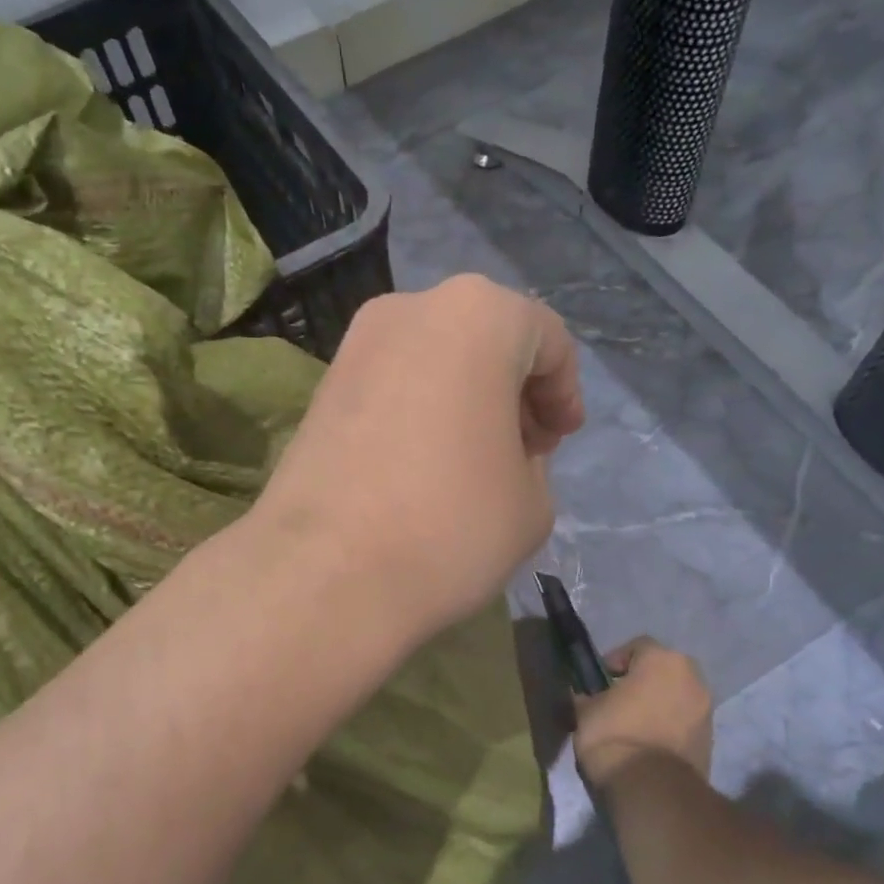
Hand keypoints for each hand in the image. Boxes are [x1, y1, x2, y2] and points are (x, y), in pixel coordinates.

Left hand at [255, 275, 583, 636]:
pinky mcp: (321, 388)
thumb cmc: (450, 527)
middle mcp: (410, 310)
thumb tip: (503, 451)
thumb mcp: (532, 502)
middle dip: (511, 390)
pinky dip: (417, 410)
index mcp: (477, 316)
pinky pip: (391, 384)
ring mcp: (355, 346)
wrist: (325, 573)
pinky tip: (420, 466)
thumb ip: (532, 459)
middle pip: (483, 340)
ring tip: (471, 463)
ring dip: (463, 399)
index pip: (543, 338)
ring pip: (433, 359)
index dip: (562, 392)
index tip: (558, 441)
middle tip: (523, 450)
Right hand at [573, 638, 713, 789]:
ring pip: (677, 695)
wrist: (652, 787)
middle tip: (619, 698)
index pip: (638, 646)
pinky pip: (685, 720)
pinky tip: (648, 742)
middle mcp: (691, 676)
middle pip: (663, 669)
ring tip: (634, 723)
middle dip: (643, 680)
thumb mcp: (585, 710)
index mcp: (662, 659)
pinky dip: (669, 724)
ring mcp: (706, 708)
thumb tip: (586, 695)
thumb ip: (588, 695)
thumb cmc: (614, 734)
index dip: (616, 661)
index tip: (600, 680)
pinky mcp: (711, 738)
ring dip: (658, 703)